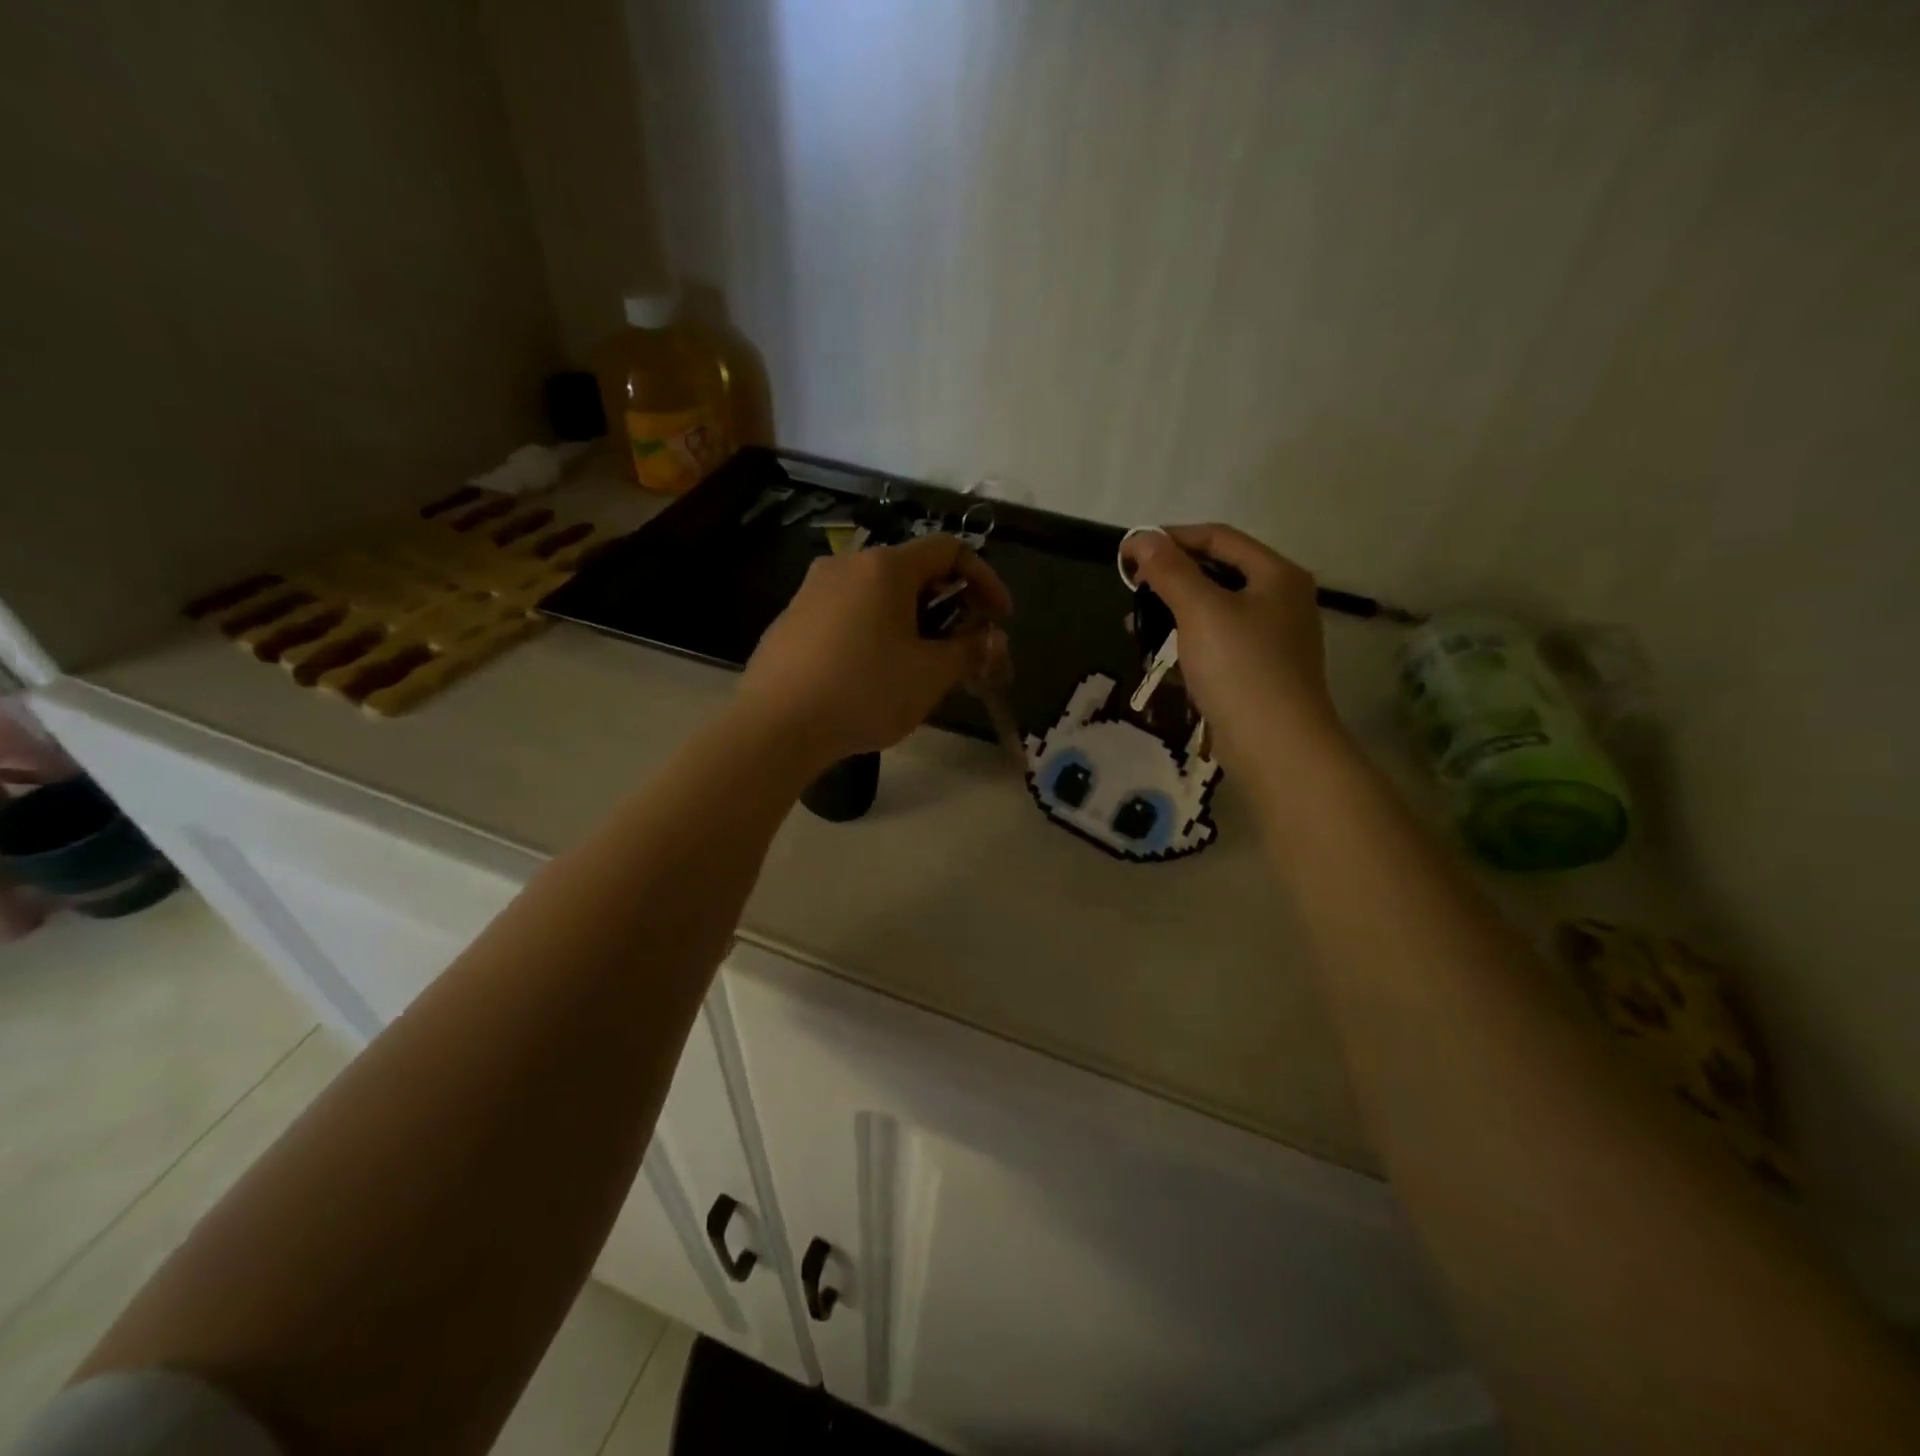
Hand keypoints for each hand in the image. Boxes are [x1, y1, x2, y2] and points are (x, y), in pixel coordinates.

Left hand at [737, 534, 1012, 768]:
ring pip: (878, 594)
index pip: (950, 549)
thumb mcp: (930, 675)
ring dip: (911, 621)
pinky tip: (872, 674)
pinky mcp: (791, 618)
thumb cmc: (864, 691)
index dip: (985, 579)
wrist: (774, 725)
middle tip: (961, 648)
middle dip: (948, 605)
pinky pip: (847, 613)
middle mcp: (847, 564)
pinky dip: (875, 631)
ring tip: (919, 665)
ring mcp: (812, 590)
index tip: (999, 618)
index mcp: (885, 567)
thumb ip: (970, 650)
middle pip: (913, 571)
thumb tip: (991, 640)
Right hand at [1121, 524, 1344, 768]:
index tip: (1130, 552)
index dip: (1172, 538)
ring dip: (1174, 613)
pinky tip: (1159, 658)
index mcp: (1276, 575)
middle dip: (1171, 578)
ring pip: (1215, 611)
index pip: (1219, 538)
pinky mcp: (1259, 672)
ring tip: (1135, 626)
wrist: (1277, 746)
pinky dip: (1188, 643)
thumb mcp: (1200, 610)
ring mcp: (1273, 639)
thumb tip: (1140, 537)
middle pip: (1218, 573)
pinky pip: (1218, 644)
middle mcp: (1281, 600)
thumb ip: (1170, 570)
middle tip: (1133, 590)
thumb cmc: (1240, 668)